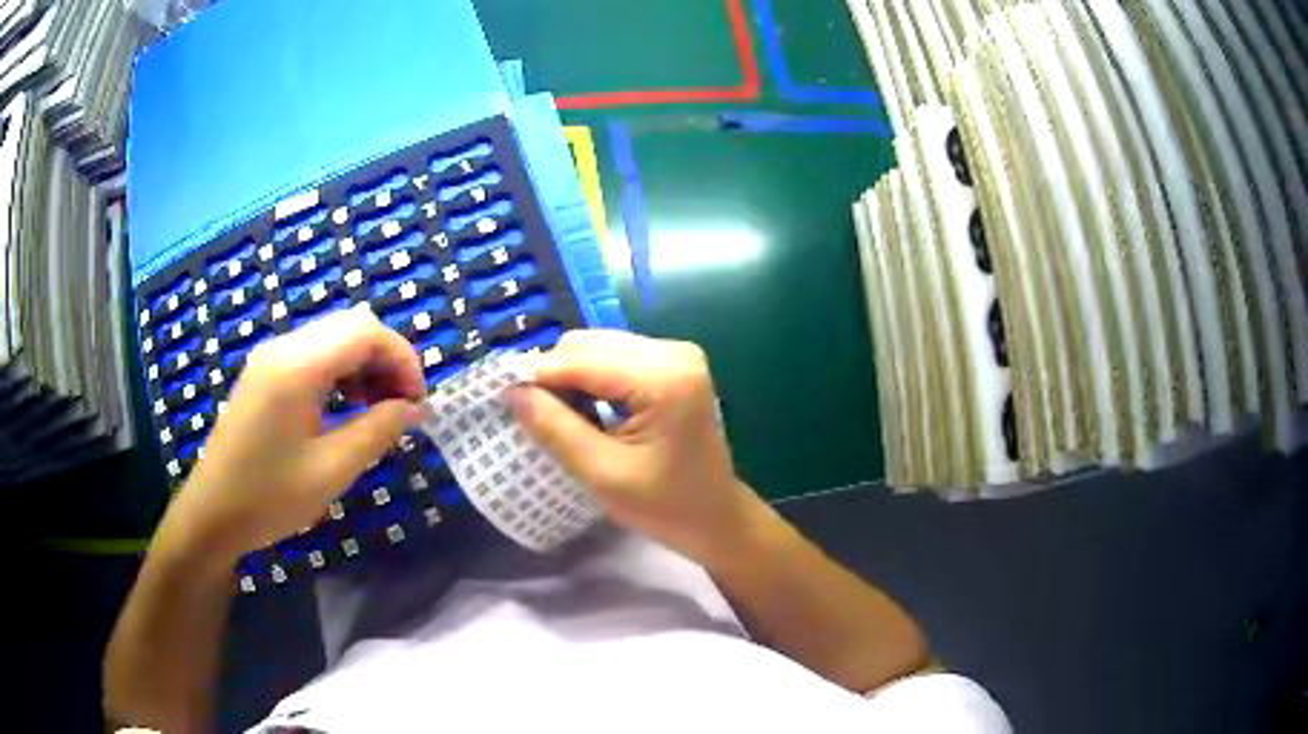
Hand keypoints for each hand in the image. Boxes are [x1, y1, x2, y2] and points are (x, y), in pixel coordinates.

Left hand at [156, 305, 426, 563]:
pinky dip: (342, 371)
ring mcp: (271, 357)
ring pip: (335, 337)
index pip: (366, 331)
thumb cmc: (269, 497)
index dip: (403, 359)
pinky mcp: (266, 373)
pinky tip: (346, 407)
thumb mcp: (330, 471)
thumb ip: (376, 431)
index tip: (418, 404)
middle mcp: (284, 347)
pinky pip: (315, 354)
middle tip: (401, 408)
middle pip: (353, 325)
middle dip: (388, 359)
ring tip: (378, 410)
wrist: (212, 513)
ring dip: (366, 364)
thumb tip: (415, 409)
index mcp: (297, 367)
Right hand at [507, 330, 763, 564]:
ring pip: (599, 347)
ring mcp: (677, 354)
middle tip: (534, 415)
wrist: (716, 518)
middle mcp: (674, 351)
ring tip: (560, 417)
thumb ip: (556, 429)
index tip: (500, 395)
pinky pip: (615, 357)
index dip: (537, 375)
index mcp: (664, 377)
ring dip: (571, 377)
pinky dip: (591, 378)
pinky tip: (585, 409)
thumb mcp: (603, 474)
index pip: (583, 360)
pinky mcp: (673, 363)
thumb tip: (512, 390)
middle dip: (555, 376)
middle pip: (590, 344)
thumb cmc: (666, 507)